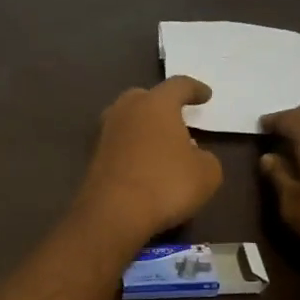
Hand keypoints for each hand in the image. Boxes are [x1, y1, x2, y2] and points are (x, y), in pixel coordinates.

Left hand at [74, 77, 223, 244]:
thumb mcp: (207, 173)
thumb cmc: (167, 184)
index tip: (205, 96)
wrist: (113, 213)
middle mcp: (126, 111)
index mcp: (156, 104)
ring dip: (143, 127)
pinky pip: (118, 144)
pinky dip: (131, 148)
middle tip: (176, 117)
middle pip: (144, 97)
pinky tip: (142, 164)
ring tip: (160, 143)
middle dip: (160, 104)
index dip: (194, 89)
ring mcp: (104, 133)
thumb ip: (205, 157)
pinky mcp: (92, 157)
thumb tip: (193, 155)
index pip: (178, 86)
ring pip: (127, 120)